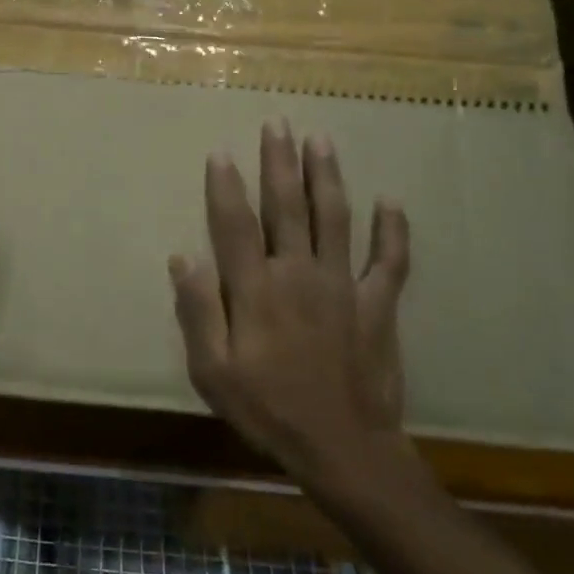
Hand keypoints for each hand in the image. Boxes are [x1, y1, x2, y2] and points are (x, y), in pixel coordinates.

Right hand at [170, 120, 410, 485]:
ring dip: (326, 177)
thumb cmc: (269, 411)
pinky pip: (388, 261)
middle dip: (279, 162)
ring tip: (320, 140)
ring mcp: (343, 286)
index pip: (236, 224)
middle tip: (277, 123)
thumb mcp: (213, 372)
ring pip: (335, 218)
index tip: (221, 151)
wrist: (344, 451)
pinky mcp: (377, 305)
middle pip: (287, 207)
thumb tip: (182, 257)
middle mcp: (299, 274)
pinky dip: (392, 232)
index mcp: (257, 289)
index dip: (226, 186)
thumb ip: (197, 311)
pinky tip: (391, 202)